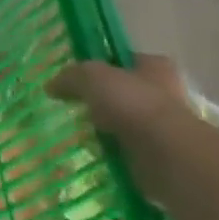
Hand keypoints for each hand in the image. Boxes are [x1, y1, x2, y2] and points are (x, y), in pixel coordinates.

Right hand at [49, 55, 201, 202]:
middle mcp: (165, 93)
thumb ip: (70, 77)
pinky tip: (95, 156)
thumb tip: (50, 86)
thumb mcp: (91, 77)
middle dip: (103, 102)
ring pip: (127, 125)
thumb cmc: (133, 104)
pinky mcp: (162, 160)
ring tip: (80, 134)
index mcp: (154, 66)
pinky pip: (130, 153)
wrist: (168, 157)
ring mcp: (165, 129)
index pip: (124, 59)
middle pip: (125, 93)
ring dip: (108, 131)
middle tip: (75, 106)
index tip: (79, 77)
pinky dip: (115, 156)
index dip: (101, 64)